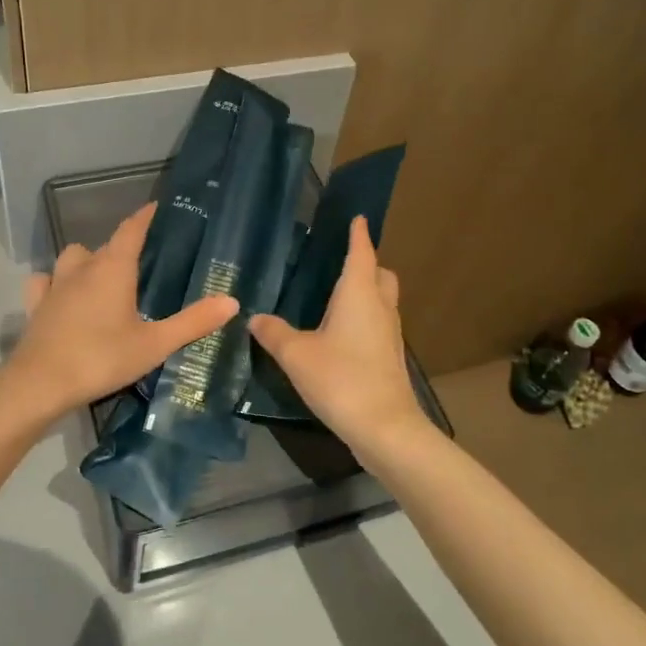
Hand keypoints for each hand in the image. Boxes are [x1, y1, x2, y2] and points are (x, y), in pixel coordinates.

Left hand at [2, 202, 238, 422]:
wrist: (41, 384)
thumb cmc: (102, 357)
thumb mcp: (155, 344)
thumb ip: (193, 322)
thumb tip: (231, 301)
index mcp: (114, 268)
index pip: (131, 230)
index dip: (144, 217)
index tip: (156, 207)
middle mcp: (84, 267)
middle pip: (105, 246)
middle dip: (123, 247)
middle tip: (141, 260)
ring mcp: (56, 284)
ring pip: (73, 257)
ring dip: (87, 260)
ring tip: (102, 276)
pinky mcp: (36, 304)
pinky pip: (45, 281)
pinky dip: (54, 281)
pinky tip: (61, 293)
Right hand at [249, 216, 428, 446]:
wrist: (385, 428)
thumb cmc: (341, 379)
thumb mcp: (297, 355)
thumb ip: (274, 333)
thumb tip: (255, 317)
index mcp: (358, 294)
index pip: (361, 252)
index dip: (358, 234)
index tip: (357, 217)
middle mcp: (379, 307)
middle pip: (380, 274)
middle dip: (367, 263)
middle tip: (342, 263)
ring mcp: (390, 333)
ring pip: (383, 300)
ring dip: (367, 292)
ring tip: (337, 298)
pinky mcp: (391, 357)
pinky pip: (379, 324)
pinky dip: (365, 318)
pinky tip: (342, 335)